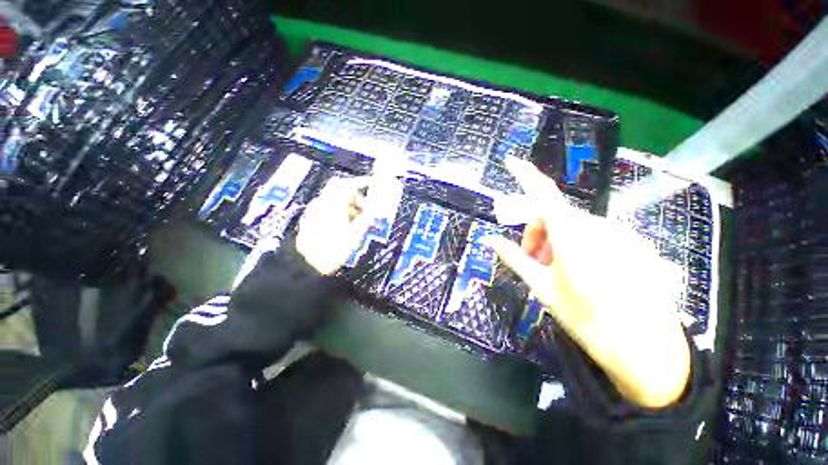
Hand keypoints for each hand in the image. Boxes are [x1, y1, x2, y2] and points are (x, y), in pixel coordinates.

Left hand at [296, 176, 374, 275]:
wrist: (307, 264)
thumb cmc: (332, 248)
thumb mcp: (353, 236)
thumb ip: (364, 221)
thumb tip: (372, 213)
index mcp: (332, 204)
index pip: (345, 184)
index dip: (359, 183)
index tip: (371, 187)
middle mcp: (322, 204)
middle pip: (340, 192)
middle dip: (356, 198)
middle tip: (367, 210)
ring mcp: (316, 211)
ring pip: (335, 201)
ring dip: (350, 206)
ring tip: (360, 221)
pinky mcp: (313, 220)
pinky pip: (330, 210)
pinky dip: (341, 213)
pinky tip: (347, 226)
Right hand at [484, 159, 690, 408]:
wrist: (644, 349)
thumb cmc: (586, 318)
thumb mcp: (542, 286)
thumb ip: (514, 257)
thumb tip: (486, 240)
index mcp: (572, 234)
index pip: (543, 193)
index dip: (525, 175)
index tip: (511, 162)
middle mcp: (598, 225)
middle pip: (555, 214)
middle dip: (537, 231)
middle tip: (533, 259)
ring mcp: (621, 233)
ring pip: (575, 224)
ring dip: (557, 239)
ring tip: (557, 269)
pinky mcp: (634, 243)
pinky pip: (596, 233)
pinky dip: (579, 244)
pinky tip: (584, 270)